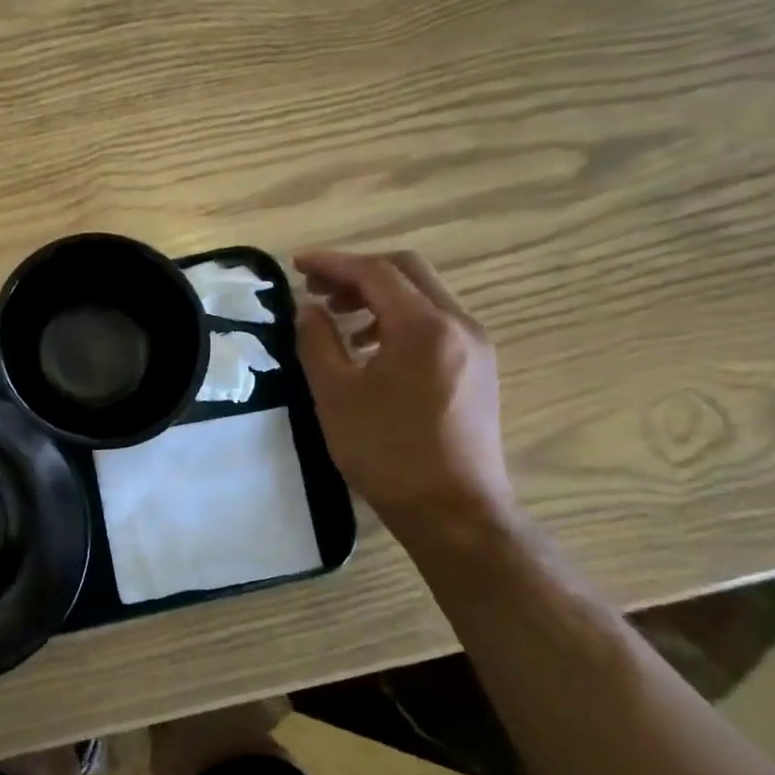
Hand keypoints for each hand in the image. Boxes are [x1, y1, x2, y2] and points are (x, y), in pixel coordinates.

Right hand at [292, 249, 514, 537]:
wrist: (453, 511)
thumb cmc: (387, 452)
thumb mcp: (336, 394)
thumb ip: (317, 341)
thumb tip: (308, 309)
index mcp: (425, 327)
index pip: (376, 272)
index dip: (332, 262)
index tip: (296, 264)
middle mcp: (459, 325)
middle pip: (407, 271)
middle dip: (357, 272)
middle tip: (316, 288)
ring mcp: (475, 346)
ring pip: (423, 295)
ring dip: (378, 294)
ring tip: (338, 317)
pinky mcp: (478, 368)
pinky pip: (435, 321)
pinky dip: (398, 317)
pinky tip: (371, 346)